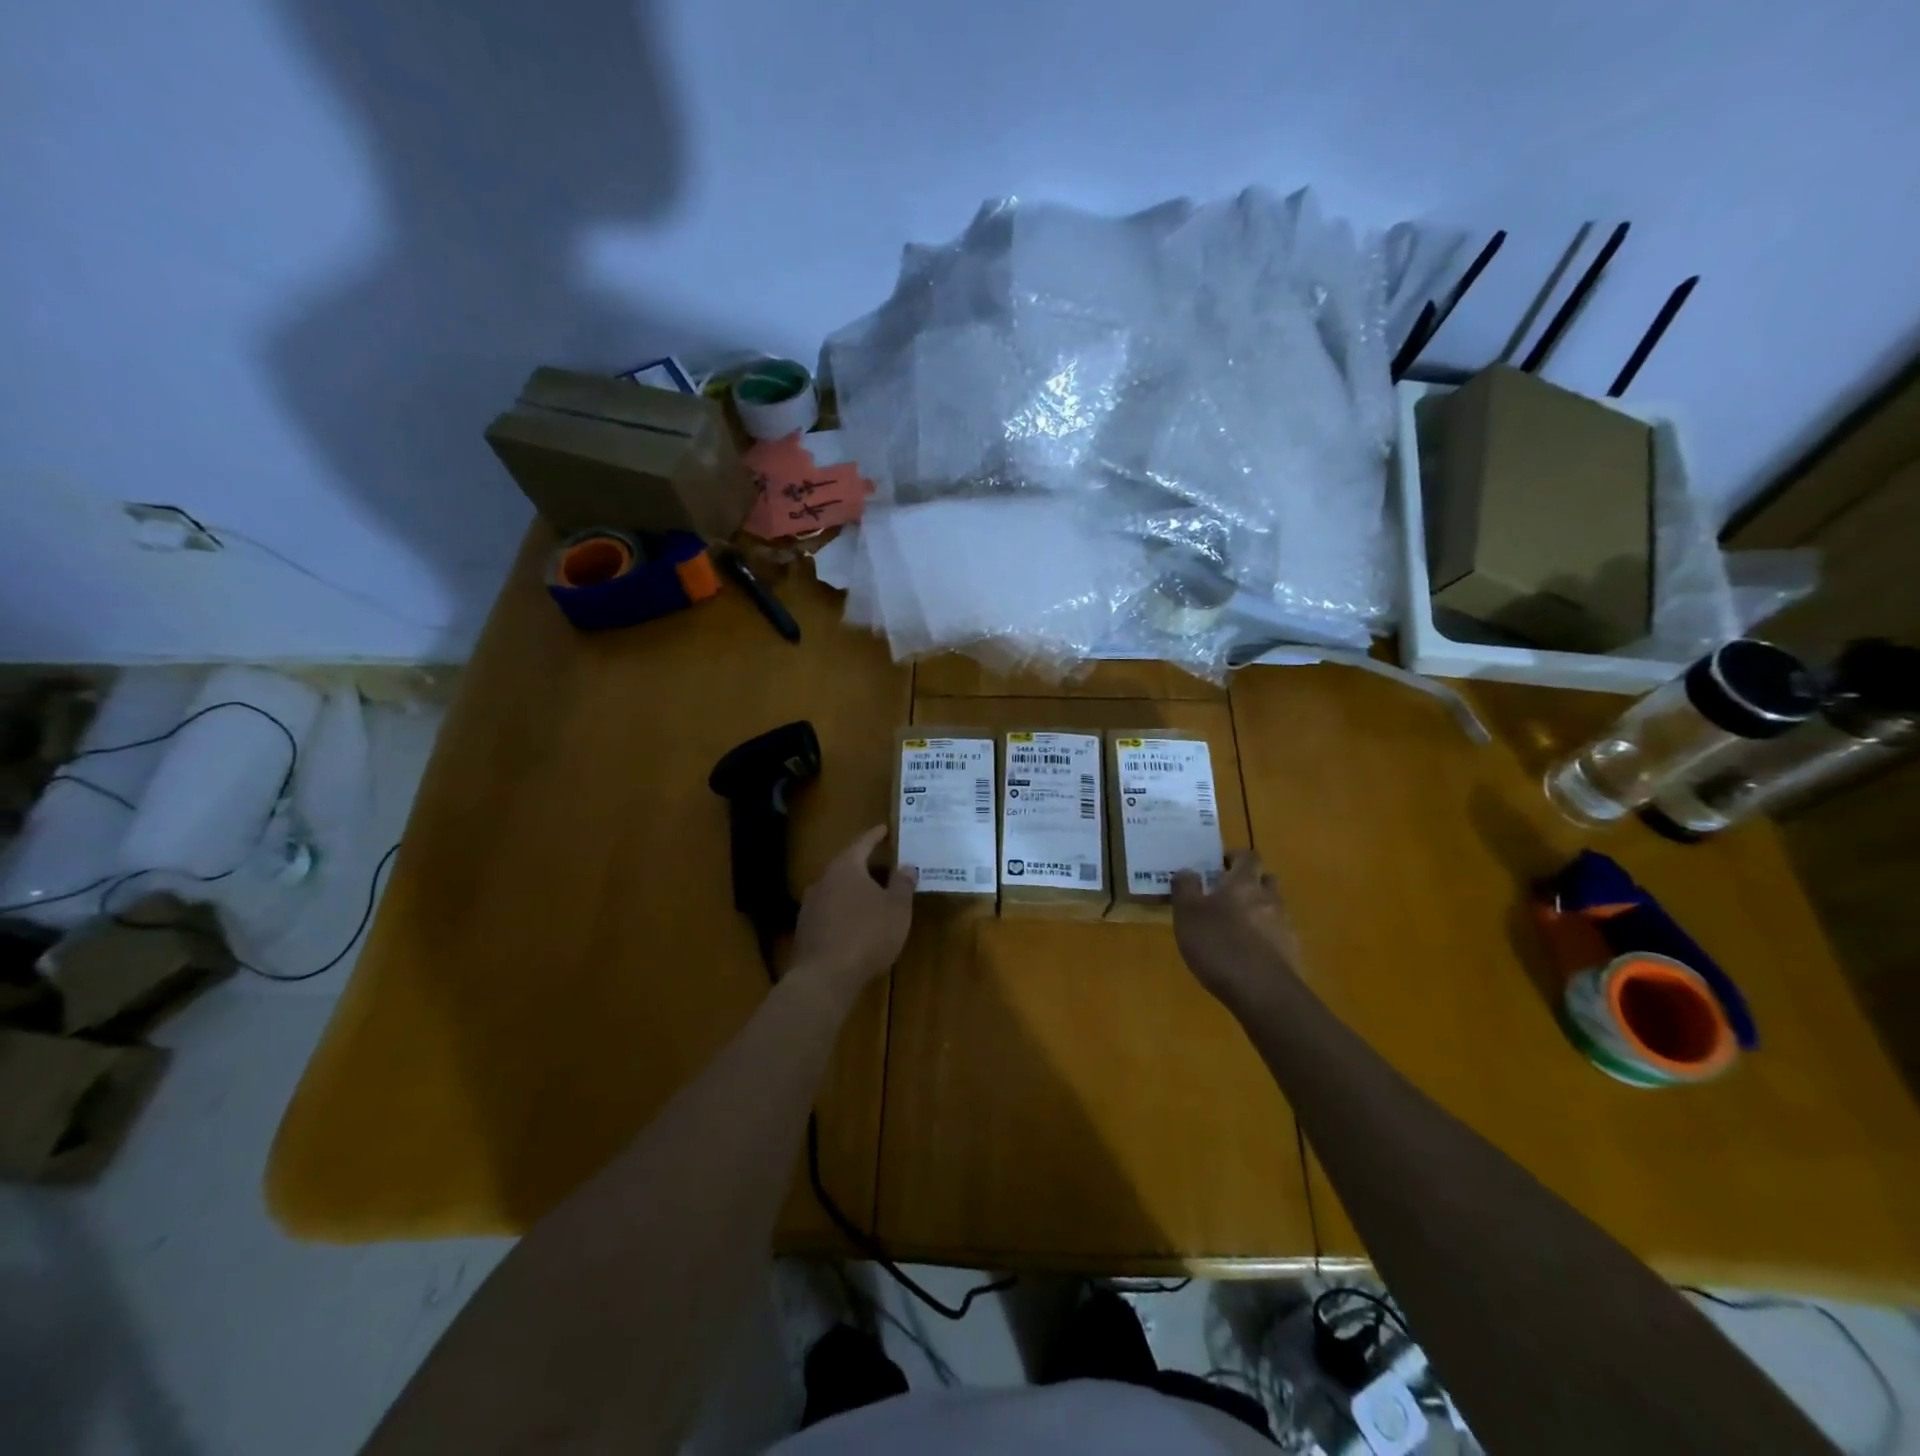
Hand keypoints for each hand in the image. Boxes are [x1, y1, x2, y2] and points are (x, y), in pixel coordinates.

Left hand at [790, 826, 915, 1006]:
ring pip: (836, 889)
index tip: (885, 829)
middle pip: (847, 865)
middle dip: (866, 865)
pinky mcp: (805, 930)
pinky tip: (856, 923)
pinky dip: (844, 910)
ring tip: (873, 896)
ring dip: (854, 890)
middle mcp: (823, 880)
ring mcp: (810, 905)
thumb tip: (906, 866)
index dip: (875, 836)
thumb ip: (902, 884)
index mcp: (845, 867)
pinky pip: (830, 911)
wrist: (824, 977)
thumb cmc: (867, 935)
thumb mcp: (897, 909)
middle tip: (885, 865)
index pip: (862, 843)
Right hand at [1171, 850, 1301, 1011]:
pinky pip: (1278, 935)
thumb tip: (1188, 871)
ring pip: (1273, 908)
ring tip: (1235, 928)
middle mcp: (1270, 898)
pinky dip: (1265, 937)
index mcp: (1244, 882)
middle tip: (1226, 895)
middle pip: (1266, 880)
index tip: (1219, 865)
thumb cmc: (1218, 944)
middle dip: (1250, 882)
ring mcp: (1285, 926)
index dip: (1235, 857)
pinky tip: (1248, 954)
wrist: (1263, 992)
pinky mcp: (1292, 953)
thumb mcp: (1187, 913)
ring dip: (1258, 911)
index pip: (1248, 856)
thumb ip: (1185, 888)